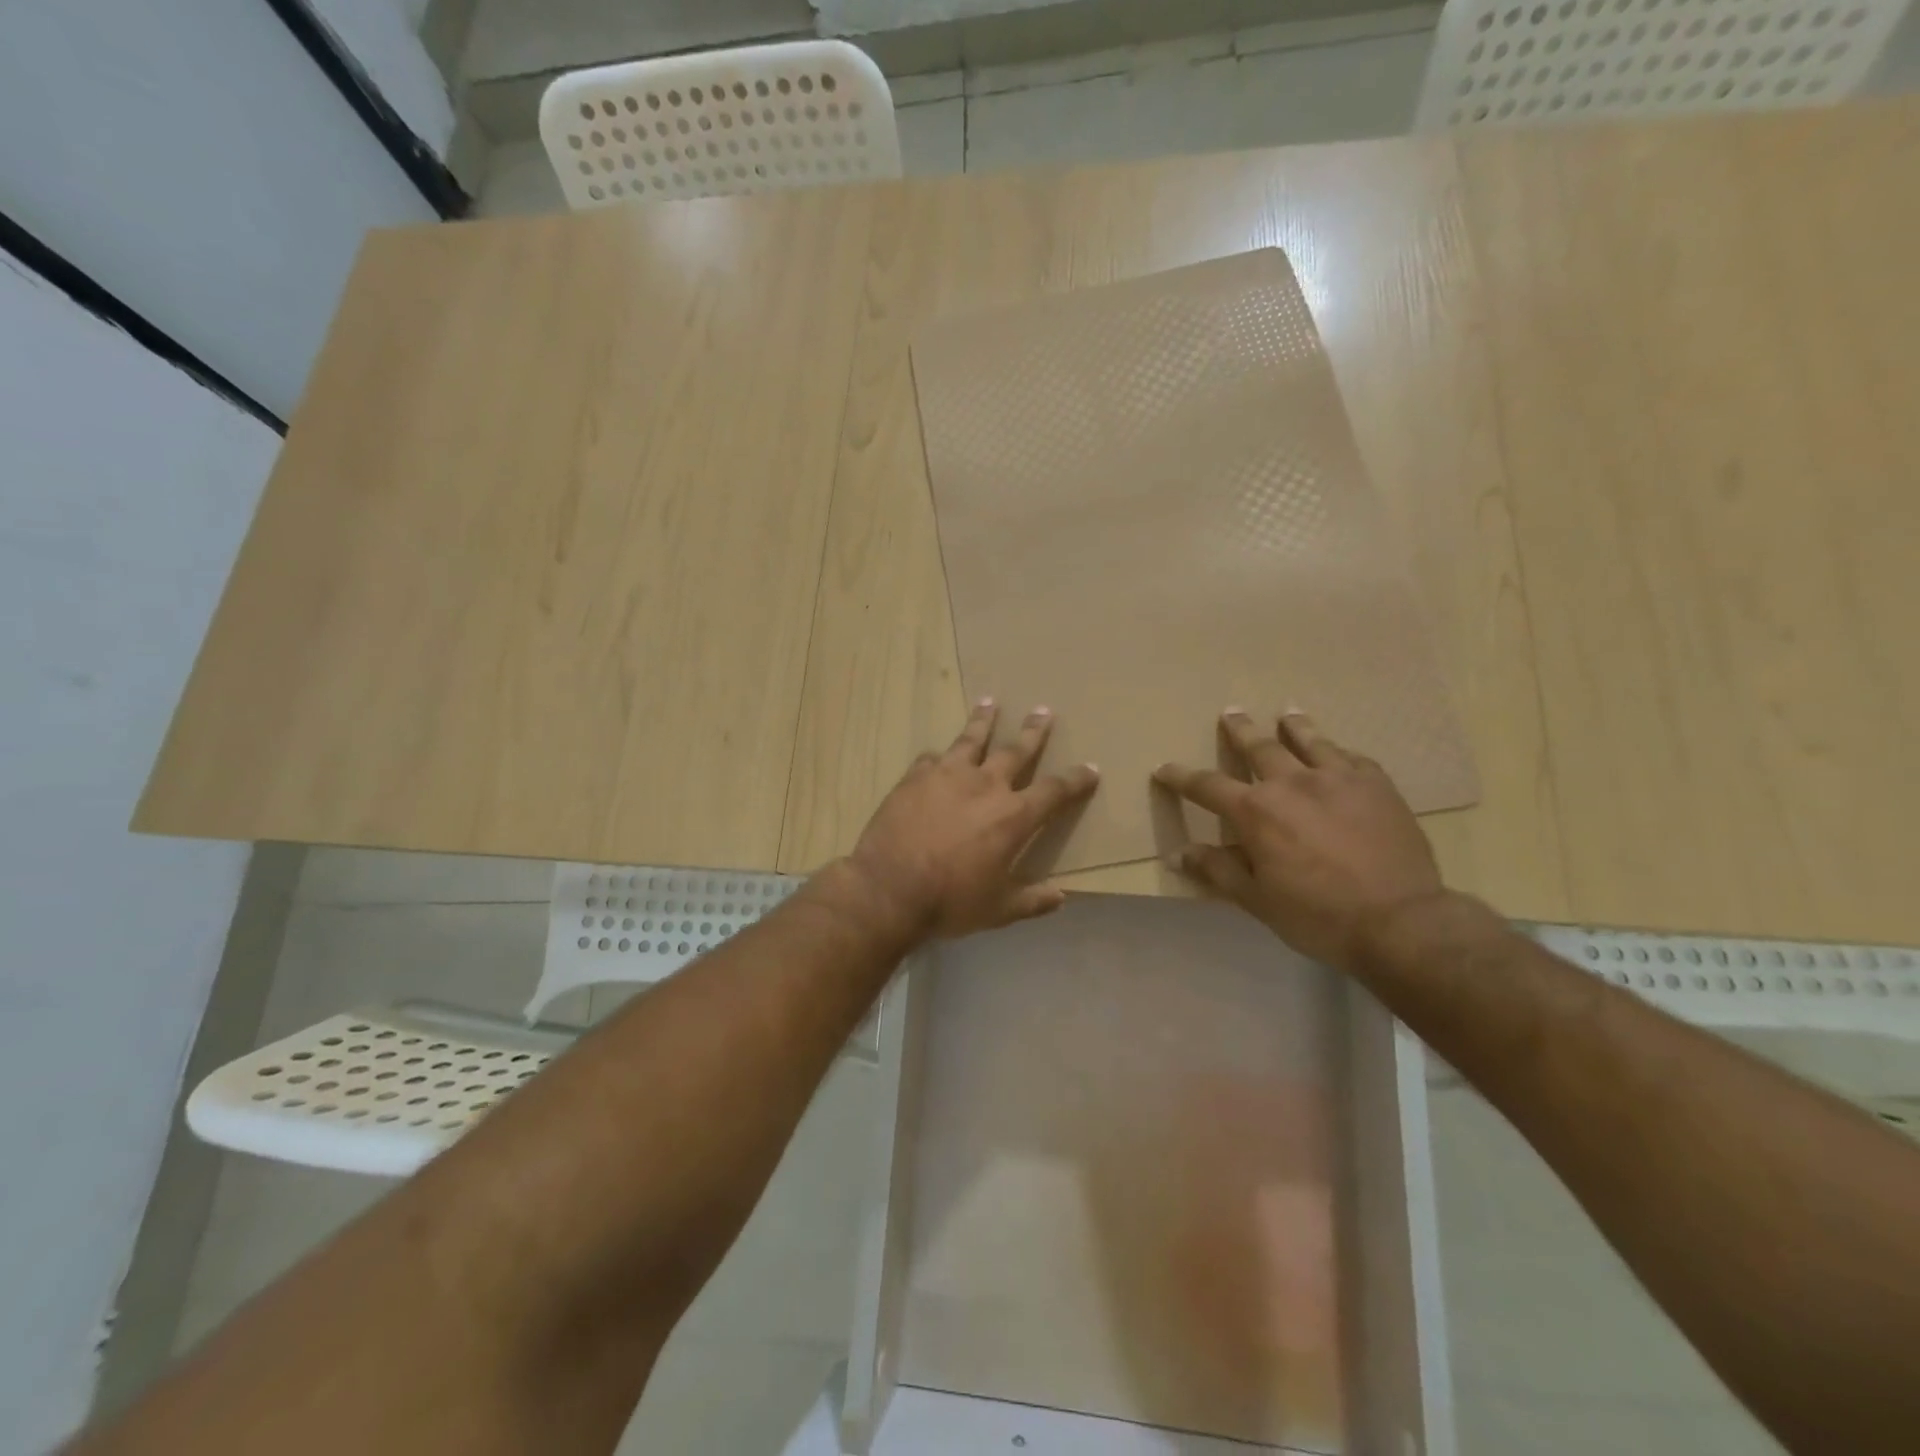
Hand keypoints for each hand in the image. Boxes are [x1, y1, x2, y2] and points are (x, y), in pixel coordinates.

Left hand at [847, 700, 1099, 939]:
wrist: (889, 888)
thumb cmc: (950, 901)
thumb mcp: (999, 909)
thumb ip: (1032, 901)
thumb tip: (1061, 897)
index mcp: (1013, 816)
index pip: (1055, 791)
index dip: (1076, 779)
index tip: (1090, 768)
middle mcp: (986, 785)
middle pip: (1016, 750)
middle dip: (1033, 731)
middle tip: (1043, 710)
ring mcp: (948, 775)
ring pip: (971, 739)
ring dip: (983, 720)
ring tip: (989, 702)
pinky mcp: (915, 777)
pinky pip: (932, 759)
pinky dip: (939, 757)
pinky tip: (937, 755)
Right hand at [1154, 709, 1444, 969]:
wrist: (1400, 921)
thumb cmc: (1317, 916)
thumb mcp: (1256, 900)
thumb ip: (1217, 870)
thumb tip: (1179, 853)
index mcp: (1256, 811)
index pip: (1207, 786)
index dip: (1181, 777)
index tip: (1164, 769)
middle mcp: (1291, 783)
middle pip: (1259, 747)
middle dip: (1240, 730)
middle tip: (1231, 712)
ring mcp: (1337, 779)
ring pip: (1309, 741)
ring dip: (1294, 726)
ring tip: (1287, 713)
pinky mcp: (1376, 785)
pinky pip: (1352, 757)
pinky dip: (1337, 751)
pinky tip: (1338, 751)